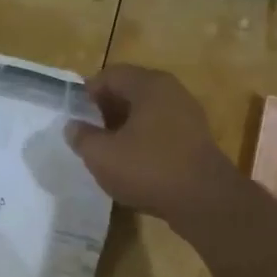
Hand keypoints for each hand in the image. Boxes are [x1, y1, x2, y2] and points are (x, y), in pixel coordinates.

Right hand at [65, 65, 239, 227]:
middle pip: (131, 91)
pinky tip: (133, 165)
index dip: (87, 93)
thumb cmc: (149, 169)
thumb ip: (82, 137)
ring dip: (125, 128)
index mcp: (149, 85)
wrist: (204, 201)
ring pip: (147, 113)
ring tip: (108, 151)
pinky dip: (144, 141)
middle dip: (106, 110)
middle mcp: (172, 92)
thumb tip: (73, 126)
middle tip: (88, 134)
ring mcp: (188, 116)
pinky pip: (162, 132)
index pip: (110, 75)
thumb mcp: (102, 155)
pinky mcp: (196, 141)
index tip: (74, 116)